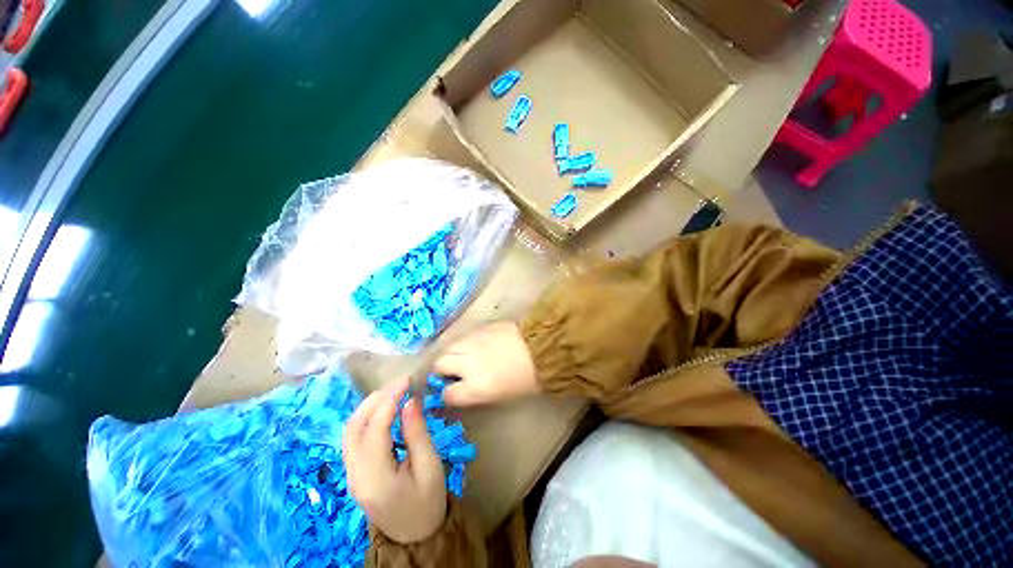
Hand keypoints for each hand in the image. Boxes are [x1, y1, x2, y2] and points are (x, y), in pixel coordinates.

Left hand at [343, 378, 446, 543]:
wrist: (415, 535)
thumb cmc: (428, 500)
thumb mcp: (430, 466)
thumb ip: (417, 433)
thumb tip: (409, 401)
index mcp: (376, 478)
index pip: (375, 430)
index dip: (389, 400)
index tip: (407, 381)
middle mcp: (355, 475)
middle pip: (353, 428)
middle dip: (375, 400)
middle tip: (399, 383)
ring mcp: (351, 475)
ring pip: (349, 432)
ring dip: (368, 407)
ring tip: (392, 392)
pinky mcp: (354, 473)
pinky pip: (354, 439)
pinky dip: (366, 419)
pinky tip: (383, 410)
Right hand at [433, 321, 538, 406]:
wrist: (542, 348)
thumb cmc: (526, 379)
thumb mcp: (499, 396)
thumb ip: (473, 394)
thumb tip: (459, 391)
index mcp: (475, 387)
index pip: (447, 394)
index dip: (446, 395)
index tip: (450, 393)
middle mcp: (468, 363)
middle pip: (439, 365)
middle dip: (440, 371)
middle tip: (450, 374)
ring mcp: (472, 342)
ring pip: (448, 347)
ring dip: (449, 354)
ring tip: (459, 358)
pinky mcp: (479, 327)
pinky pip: (462, 336)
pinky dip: (462, 343)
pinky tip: (472, 346)